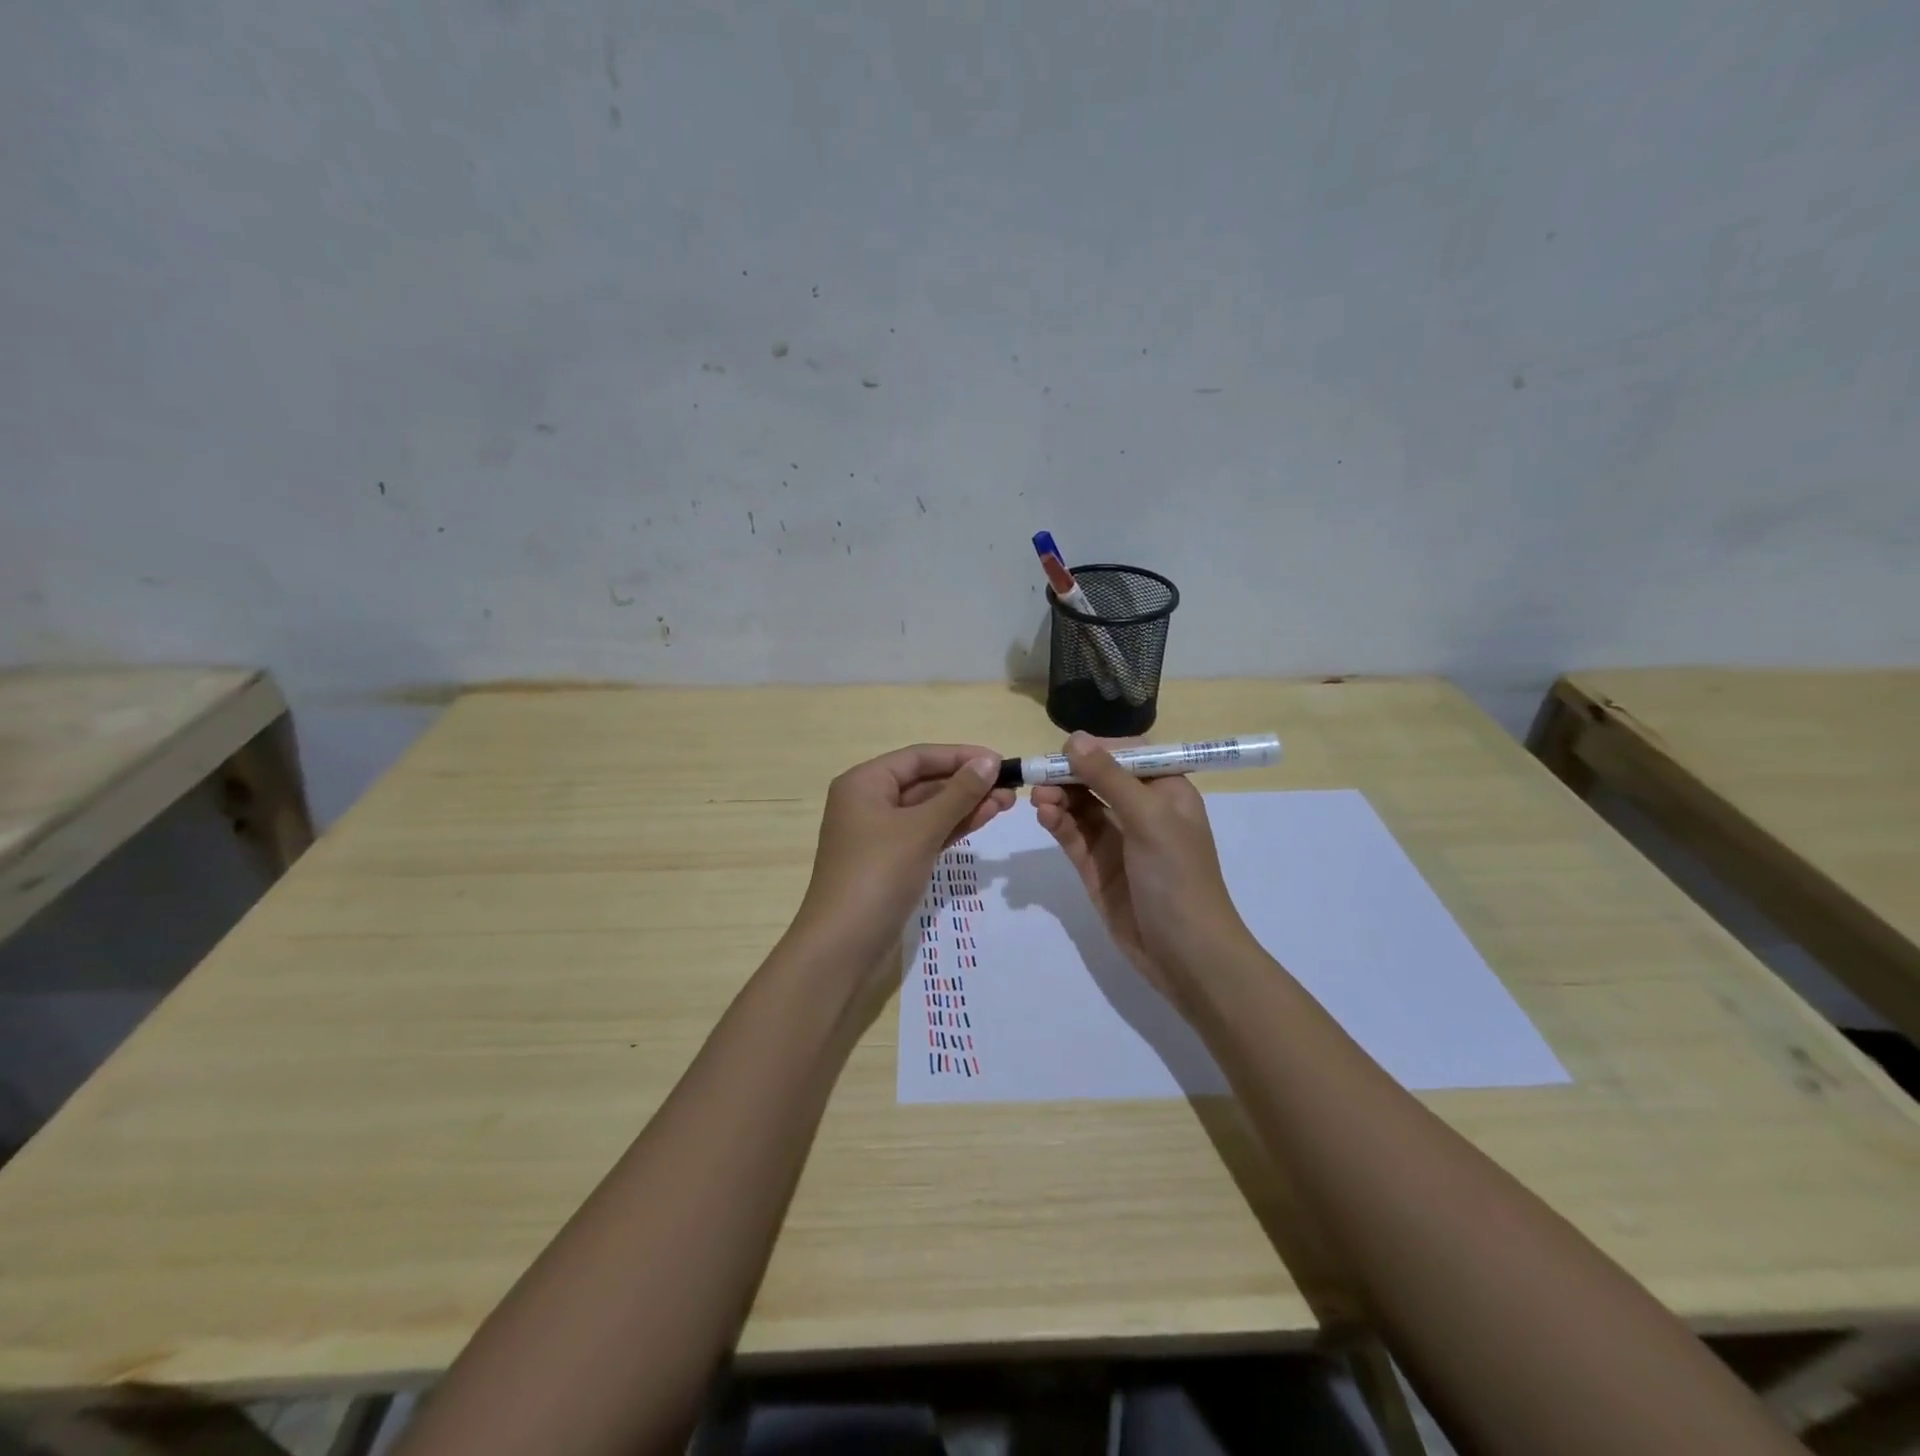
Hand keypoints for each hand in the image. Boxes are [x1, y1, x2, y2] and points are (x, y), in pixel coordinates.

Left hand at [794, 744, 1015, 966]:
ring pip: (929, 809)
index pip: (918, 757)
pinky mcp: (892, 861)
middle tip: (1010, 787)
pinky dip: (953, 827)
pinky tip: (984, 819)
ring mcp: (880, 834)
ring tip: (1007, 803)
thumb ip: (958, 793)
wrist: (843, 946)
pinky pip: (926, 833)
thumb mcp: (921, 829)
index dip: (960, 756)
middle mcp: (869, 802)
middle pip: (924, 781)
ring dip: (966, 805)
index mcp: (864, 783)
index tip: (999, 761)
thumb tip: (989, 762)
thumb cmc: (877, 875)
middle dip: (967, 783)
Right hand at [1031, 733, 1251, 1005]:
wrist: (1186, 955)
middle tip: (1040, 776)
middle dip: (1069, 774)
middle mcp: (1141, 811)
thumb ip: (1109, 778)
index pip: (1128, 755)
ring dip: (1059, 798)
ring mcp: (1117, 840)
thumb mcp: (1148, 819)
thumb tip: (1074, 738)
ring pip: (1080, 807)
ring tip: (1039, 799)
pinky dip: (1057, 823)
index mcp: (1166, 792)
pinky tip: (1044, 815)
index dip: (1097, 749)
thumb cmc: (1178, 877)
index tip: (1066, 751)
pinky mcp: (1096, 867)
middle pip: (1098, 779)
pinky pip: (1072, 836)